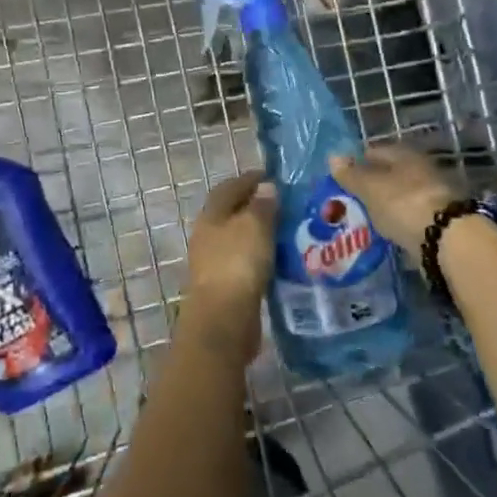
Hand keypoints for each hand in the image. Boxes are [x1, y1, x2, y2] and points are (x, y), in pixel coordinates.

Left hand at [183, 172, 275, 356]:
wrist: (223, 320)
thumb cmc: (237, 264)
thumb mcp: (254, 226)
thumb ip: (262, 205)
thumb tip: (266, 188)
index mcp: (212, 216)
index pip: (229, 187)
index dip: (250, 179)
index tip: (274, 176)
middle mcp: (208, 236)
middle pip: (232, 213)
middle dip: (256, 206)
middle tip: (286, 204)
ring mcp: (214, 263)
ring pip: (239, 239)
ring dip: (260, 233)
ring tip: (288, 231)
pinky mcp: (225, 287)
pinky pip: (245, 262)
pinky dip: (261, 256)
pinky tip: (280, 260)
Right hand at [328, 144, 462, 252]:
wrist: (447, 239)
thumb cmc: (403, 204)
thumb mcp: (370, 189)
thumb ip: (351, 175)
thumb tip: (333, 156)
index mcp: (405, 155)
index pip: (376, 151)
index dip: (358, 161)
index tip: (342, 175)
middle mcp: (422, 169)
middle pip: (391, 172)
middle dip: (373, 183)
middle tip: (351, 197)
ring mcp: (433, 194)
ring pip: (402, 194)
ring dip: (387, 203)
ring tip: (366, 215)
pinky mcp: (439, 219)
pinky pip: (411, 214)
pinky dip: (399, 219)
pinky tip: (387, 229)